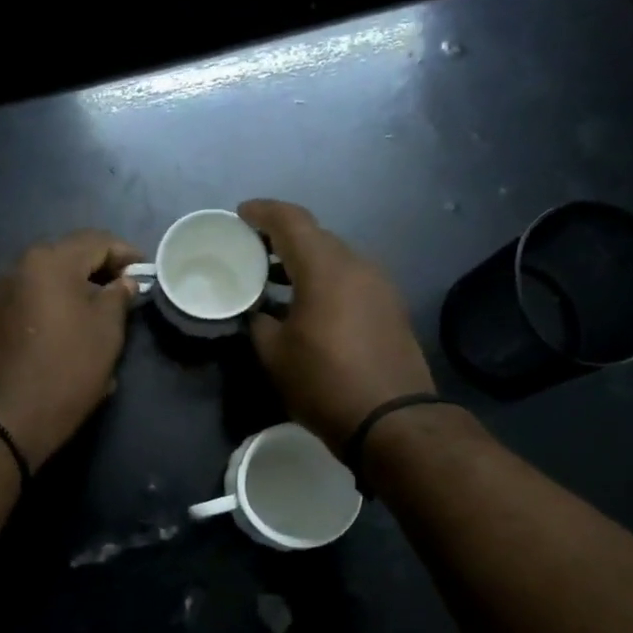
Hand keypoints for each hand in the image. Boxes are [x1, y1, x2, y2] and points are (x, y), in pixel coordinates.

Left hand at [0, 230, 143, 470]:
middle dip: (96, 270)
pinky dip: (46, 308)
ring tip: (91, 314)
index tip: (145, 274)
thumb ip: (118, 297)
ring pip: (41, 281)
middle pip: (65, 257)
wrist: (6, 421)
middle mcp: (14, 267)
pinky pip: (24, 303)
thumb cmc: (67, 371)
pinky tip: (60, 333)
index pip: (96, 241)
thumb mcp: (107, 333)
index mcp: (48, 262)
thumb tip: (123, 282)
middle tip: (121, 292)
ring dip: (69, 290)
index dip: (126, 254)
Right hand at [238, 199, 435, 454]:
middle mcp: (357, 265)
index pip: (291, 220)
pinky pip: (350, 279)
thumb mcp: (275, 354)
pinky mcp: (390, 307)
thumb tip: (259, 313)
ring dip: (303, 262)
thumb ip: (259, 322)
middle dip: (281, 238)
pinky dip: (324, 281)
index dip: (262, 212)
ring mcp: (379, 285)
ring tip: (273, 280)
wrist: (392, 420)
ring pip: (334, 258)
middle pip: (315, 236)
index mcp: (326, 267)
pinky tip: (305, 304)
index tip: (240, 214)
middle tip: (251, 250)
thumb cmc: (325, 382)